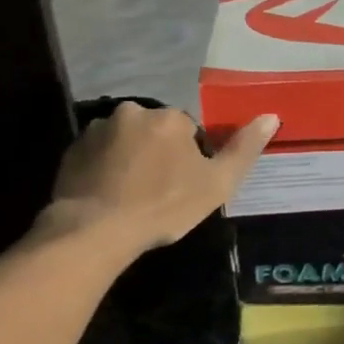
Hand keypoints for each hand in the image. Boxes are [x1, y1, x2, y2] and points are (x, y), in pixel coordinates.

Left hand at [43, 104, 276, 254]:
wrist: (94, 231)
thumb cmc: (163, 206)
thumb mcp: (217, 183)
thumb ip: (244, 148)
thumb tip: (271, 116)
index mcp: (169, 117)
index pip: (190, 131)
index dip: (191, 158)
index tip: (185, 185)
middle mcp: (132, 111)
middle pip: (156, 131)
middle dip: (159, 153)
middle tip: (159, 191)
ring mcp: (97, 129)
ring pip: (126, 140)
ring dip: (131, 159)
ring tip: (131, 196)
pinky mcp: (71, 150)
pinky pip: (99, 154)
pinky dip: (106, 168)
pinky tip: (109, 196)